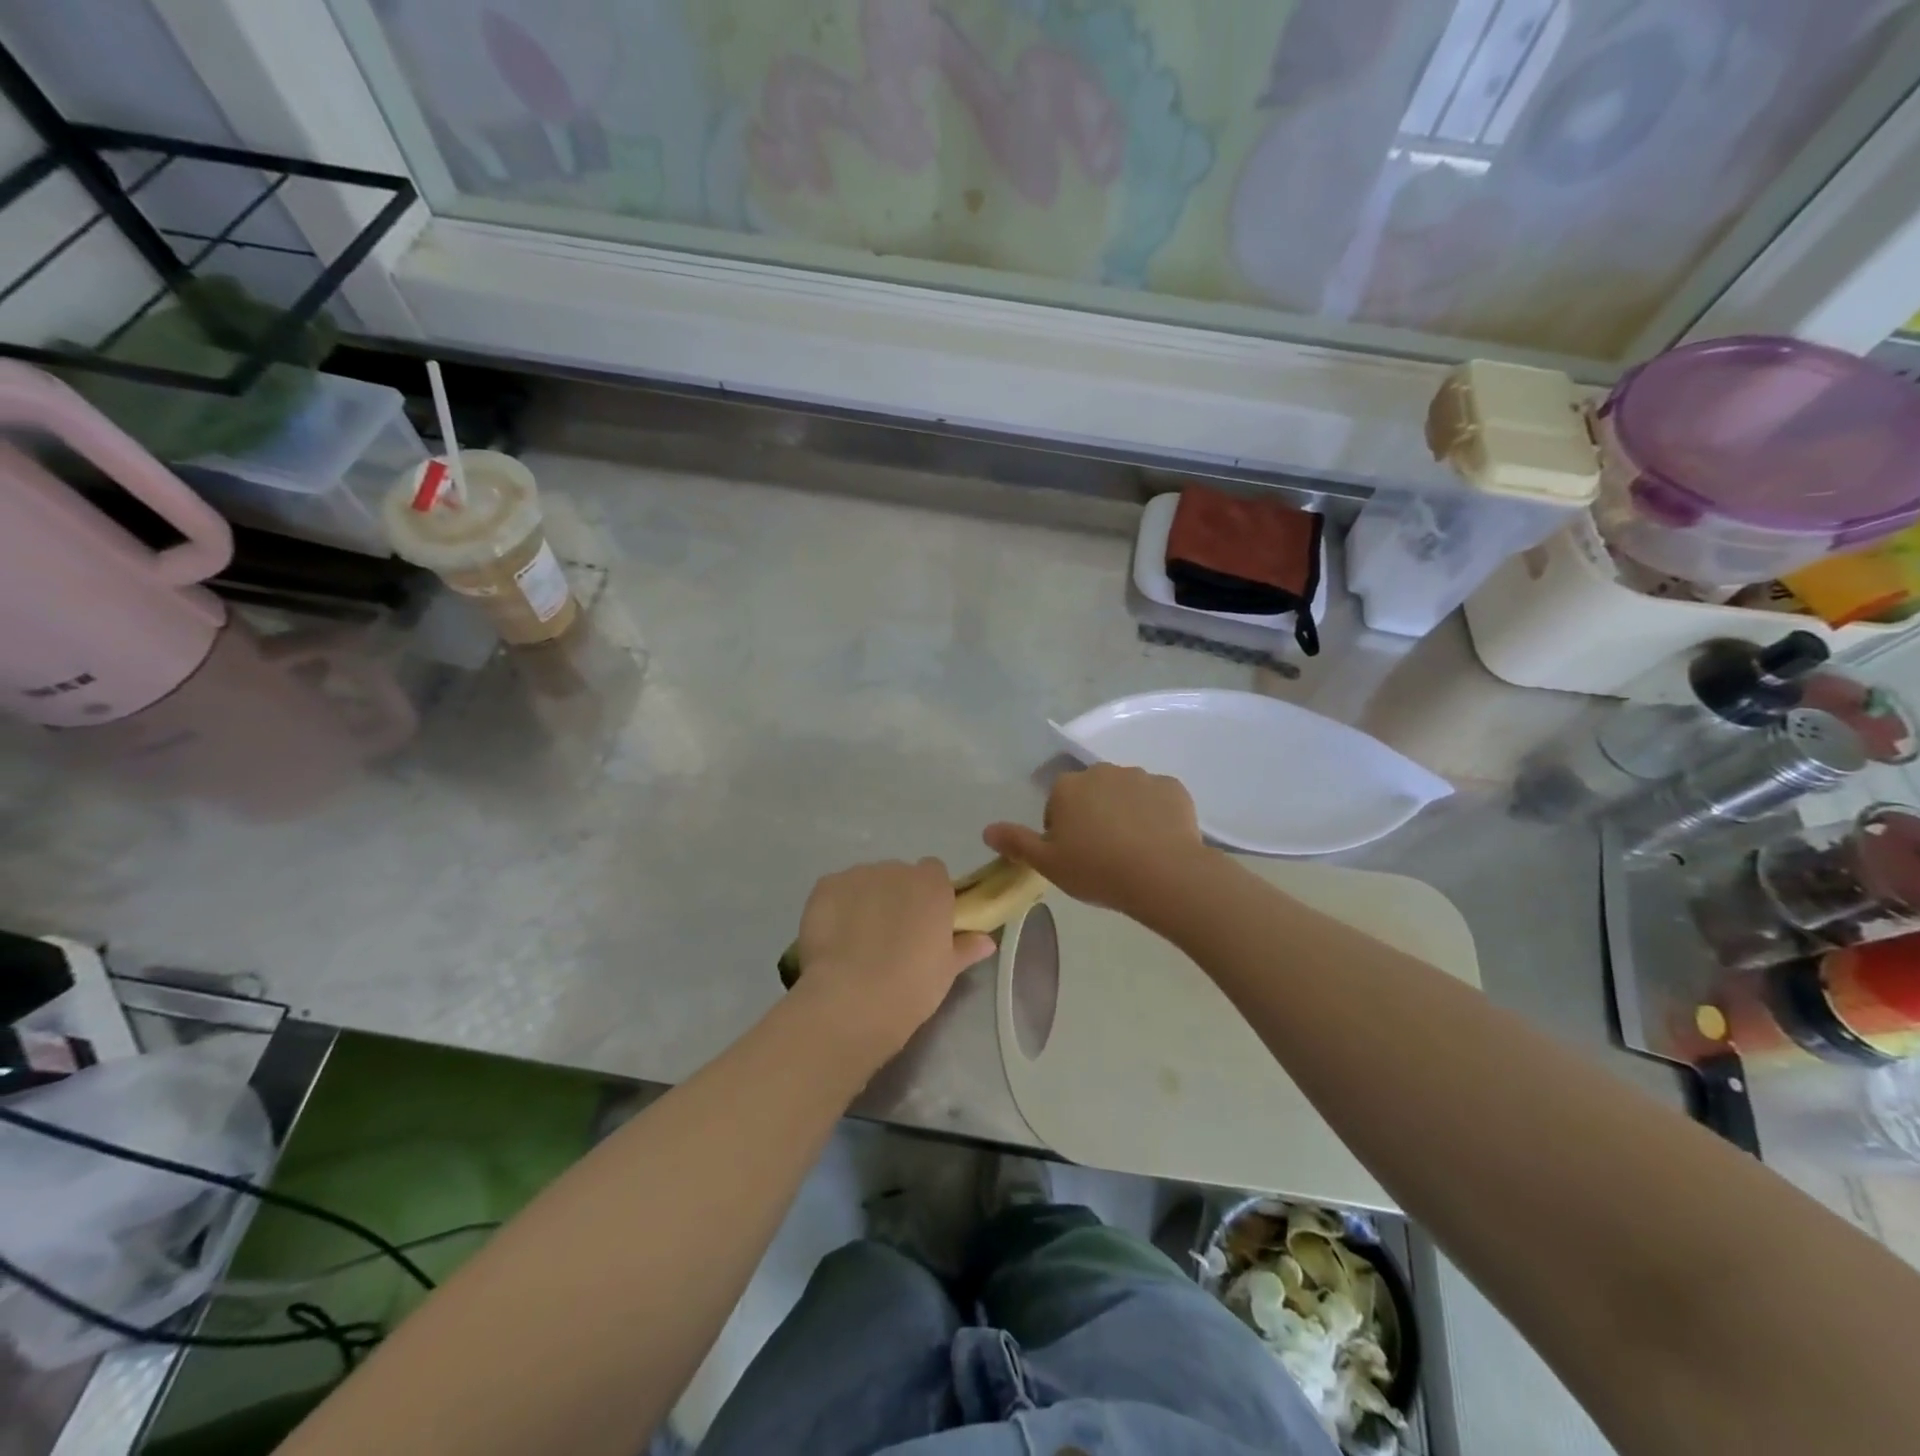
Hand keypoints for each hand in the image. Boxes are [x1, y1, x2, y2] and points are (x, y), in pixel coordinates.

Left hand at [793, 859, 995, 1059]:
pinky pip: (834, 890)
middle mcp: (896, 870)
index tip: (924, 923)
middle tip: (890, 936)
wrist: (852, 1000)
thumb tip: (986, 941)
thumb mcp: (946, 971)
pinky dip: (835, 907)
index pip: (934, 872)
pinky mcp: (824, 886)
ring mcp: (857, 875)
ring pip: (865, 881)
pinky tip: (833, 939)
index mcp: (932, 885)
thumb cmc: (912, 987)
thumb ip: (966, 948)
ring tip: (856, 941)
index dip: (928, 896)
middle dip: (895, 897)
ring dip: (865, 900)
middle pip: (898, 875)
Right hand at [984, 764, 1208, 914]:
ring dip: (1125, 813)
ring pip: (1125, 794)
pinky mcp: (1173, 788)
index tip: (1073, 855)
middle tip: (1101, 854)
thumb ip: (1016, 843)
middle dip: (1094, 816)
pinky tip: (1159, 843)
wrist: (1163, 874)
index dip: (1062, 829)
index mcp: (1068, 787)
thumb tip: (987, 830)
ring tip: (1133, 851)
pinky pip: (1157, 799)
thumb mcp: (1048, 864)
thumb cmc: (1097, 870)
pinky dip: (1155, 815)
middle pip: (1092, 793)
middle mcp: (1102, 771)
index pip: (1057, 803)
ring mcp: (1141, 776)